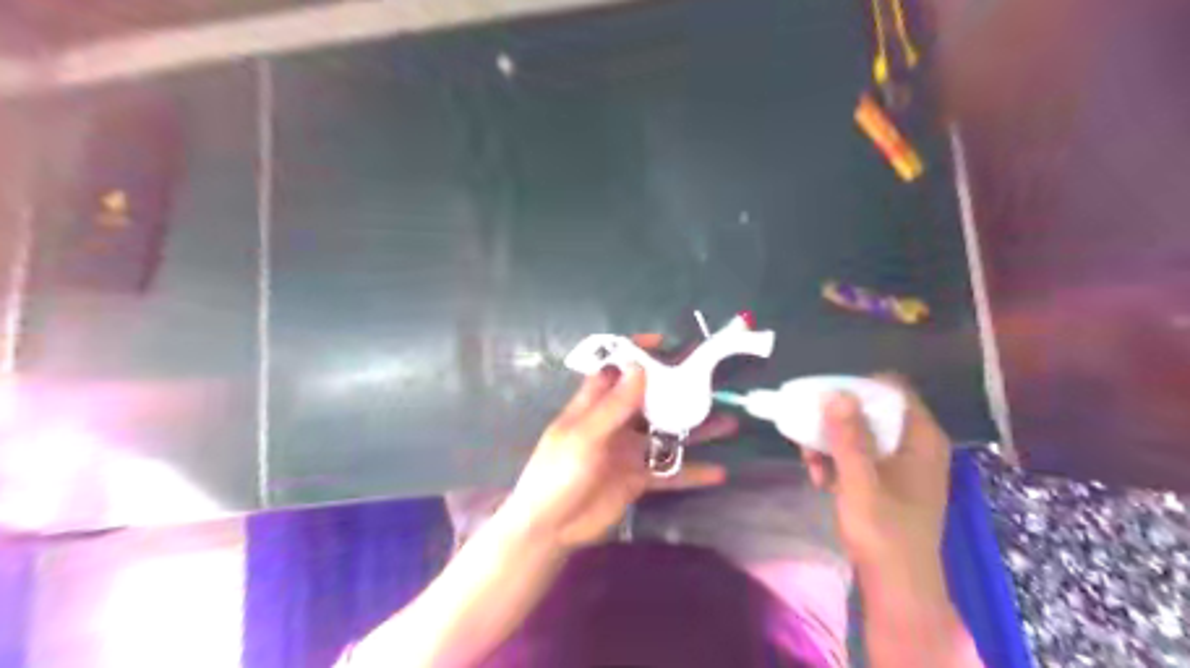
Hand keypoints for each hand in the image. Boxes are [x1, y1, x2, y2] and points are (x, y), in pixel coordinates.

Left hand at [497, 334, 736, 547]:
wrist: (551, 527)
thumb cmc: (558, 473)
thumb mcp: (585, 436)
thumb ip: (614, 406)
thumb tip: (640, 367)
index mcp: (595, 405)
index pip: (617, 370)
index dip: (637, 354)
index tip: (666, 344)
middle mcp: (616, 423)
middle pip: (651, 400)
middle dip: (678, 389)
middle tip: (711, 380)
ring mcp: (628, 451)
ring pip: (667, 434)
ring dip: (694, 429)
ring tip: (728, 423)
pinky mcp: (637, 479)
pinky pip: (669, 472)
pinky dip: (691, 472)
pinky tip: (718, 472)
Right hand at [804, 376, 953, 573]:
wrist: (897, 587)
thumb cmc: (883, 532)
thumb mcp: (860, 481)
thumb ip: (848, 437)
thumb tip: (834, 392)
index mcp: (922, 439)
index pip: (894, 390)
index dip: (859, 386)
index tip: (825, 396)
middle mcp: (916, 445)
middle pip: (873, 411)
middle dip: (836, 419)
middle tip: (808, 430)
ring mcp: (903, 464)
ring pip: (862, 434)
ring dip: (832, 442)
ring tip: (809, 461)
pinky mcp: (889, 481)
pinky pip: (861, 456)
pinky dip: (839, 461)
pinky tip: (819, 478)